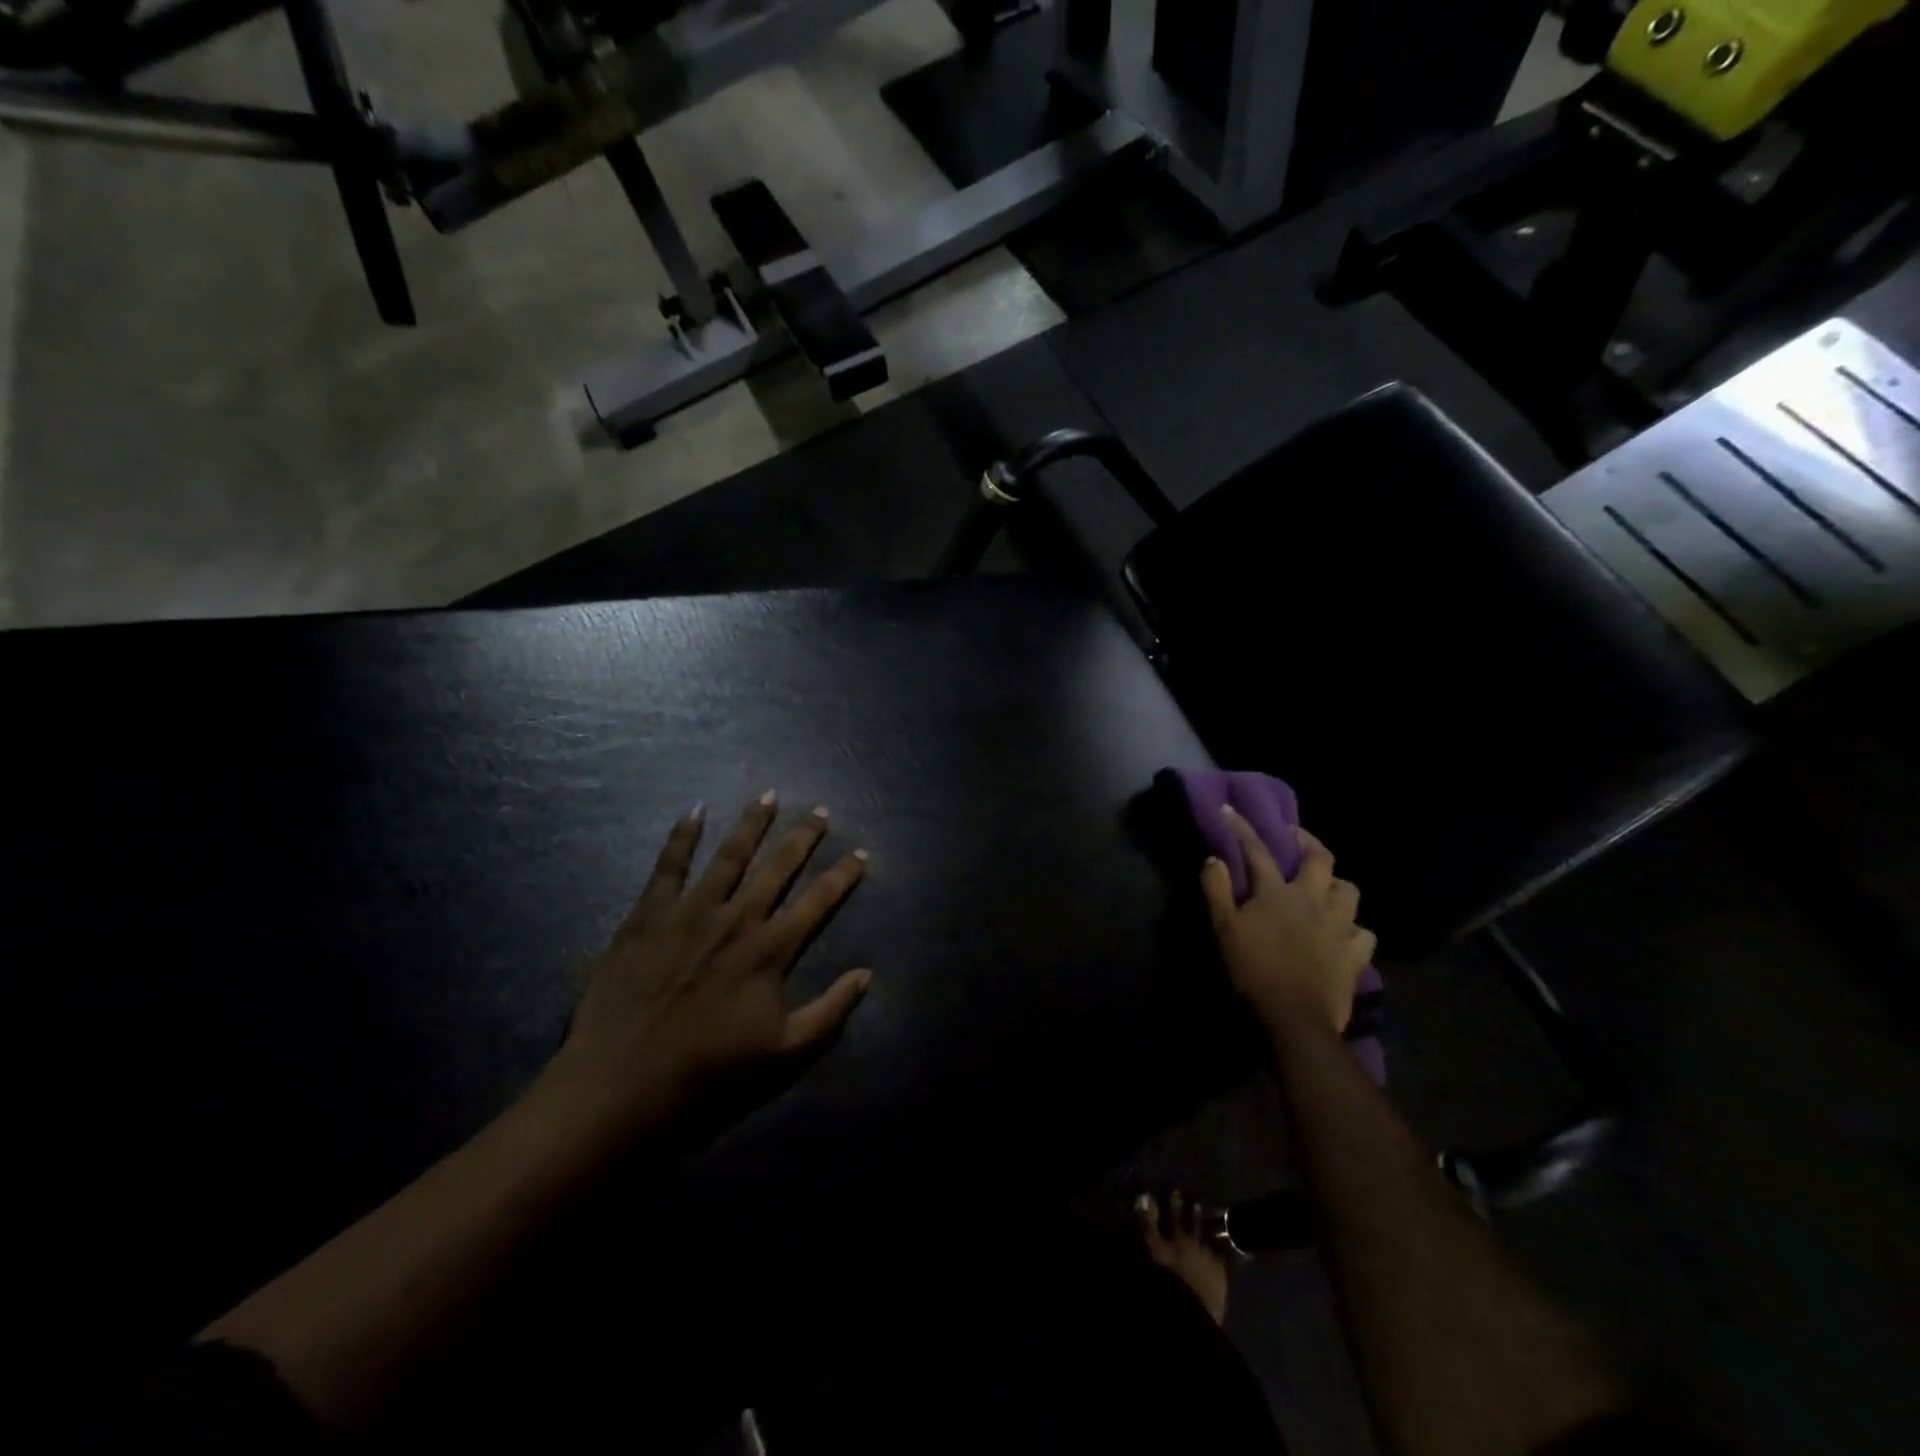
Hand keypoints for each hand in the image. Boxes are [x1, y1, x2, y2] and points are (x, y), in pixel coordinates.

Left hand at [544, 794, 871, 1138]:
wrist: (625, 1080)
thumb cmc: (710, 1069)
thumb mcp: (785, 1051)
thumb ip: (830, 1011)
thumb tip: (867, 975)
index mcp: (771, 949)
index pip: (819, 900)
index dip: (844, 875)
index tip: (861, 853)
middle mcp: (737, 918)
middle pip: (778, 866)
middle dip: (804, 836)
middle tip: (821, 811)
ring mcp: (691, 911)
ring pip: (730, 854)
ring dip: (752, 824)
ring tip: (768, 796)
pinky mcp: (649, 913)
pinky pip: (669, 865)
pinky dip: (682, 836)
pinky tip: (695, 811)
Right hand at [1201, 807, 1374, 1037]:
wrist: (1294, 1019)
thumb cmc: (1253, 970)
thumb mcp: (1224, 929)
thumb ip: (1217, 890)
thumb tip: (1214, 859)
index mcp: (1278, 892)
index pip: (1257, 850)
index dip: (1242, 828)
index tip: (1229, 810)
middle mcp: (1314, 900)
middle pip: (1320, 859)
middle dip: (1307, 841)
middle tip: (1295, 837)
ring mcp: (1340, 926)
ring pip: (1349, 890)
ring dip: (1336, 884)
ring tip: (1325, 887)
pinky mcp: (1356, 954)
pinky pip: (1364, 932)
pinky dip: (1355, 928)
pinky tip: (1345, 933)